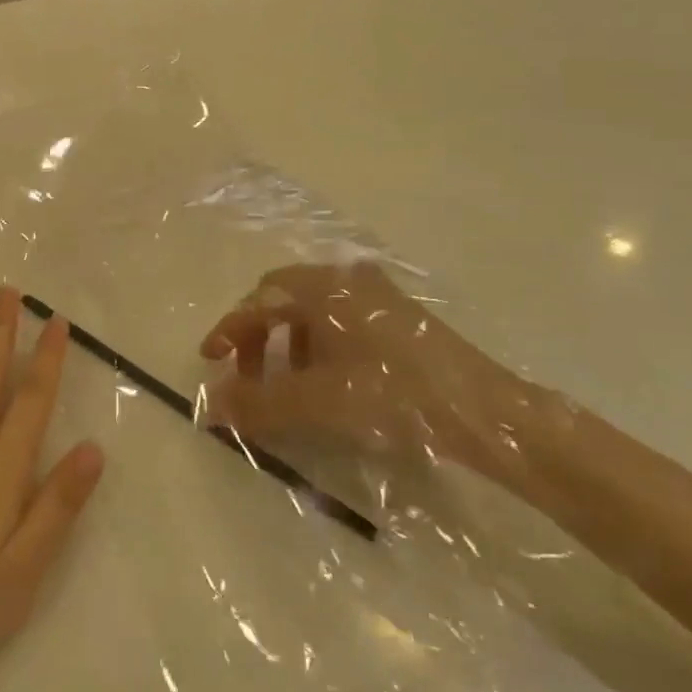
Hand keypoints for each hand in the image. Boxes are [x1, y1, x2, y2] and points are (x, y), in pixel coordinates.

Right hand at [200, 262, 546, 487]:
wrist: (484, 413)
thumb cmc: (392, 396)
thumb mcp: (316, 403)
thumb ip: (256, 403)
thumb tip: (208, 406)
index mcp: (324, 287)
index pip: (259, 299)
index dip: (229, 330)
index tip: (211, 362)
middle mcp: (348, 279)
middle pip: (284, 300)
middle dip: (258, 338)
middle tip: (250, 378)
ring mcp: (378, 296)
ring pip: (314, 313)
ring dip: (289, 345)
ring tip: (289, 386)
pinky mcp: (400, 319)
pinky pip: (341, 324)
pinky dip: (319, 349)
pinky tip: (329, 383)